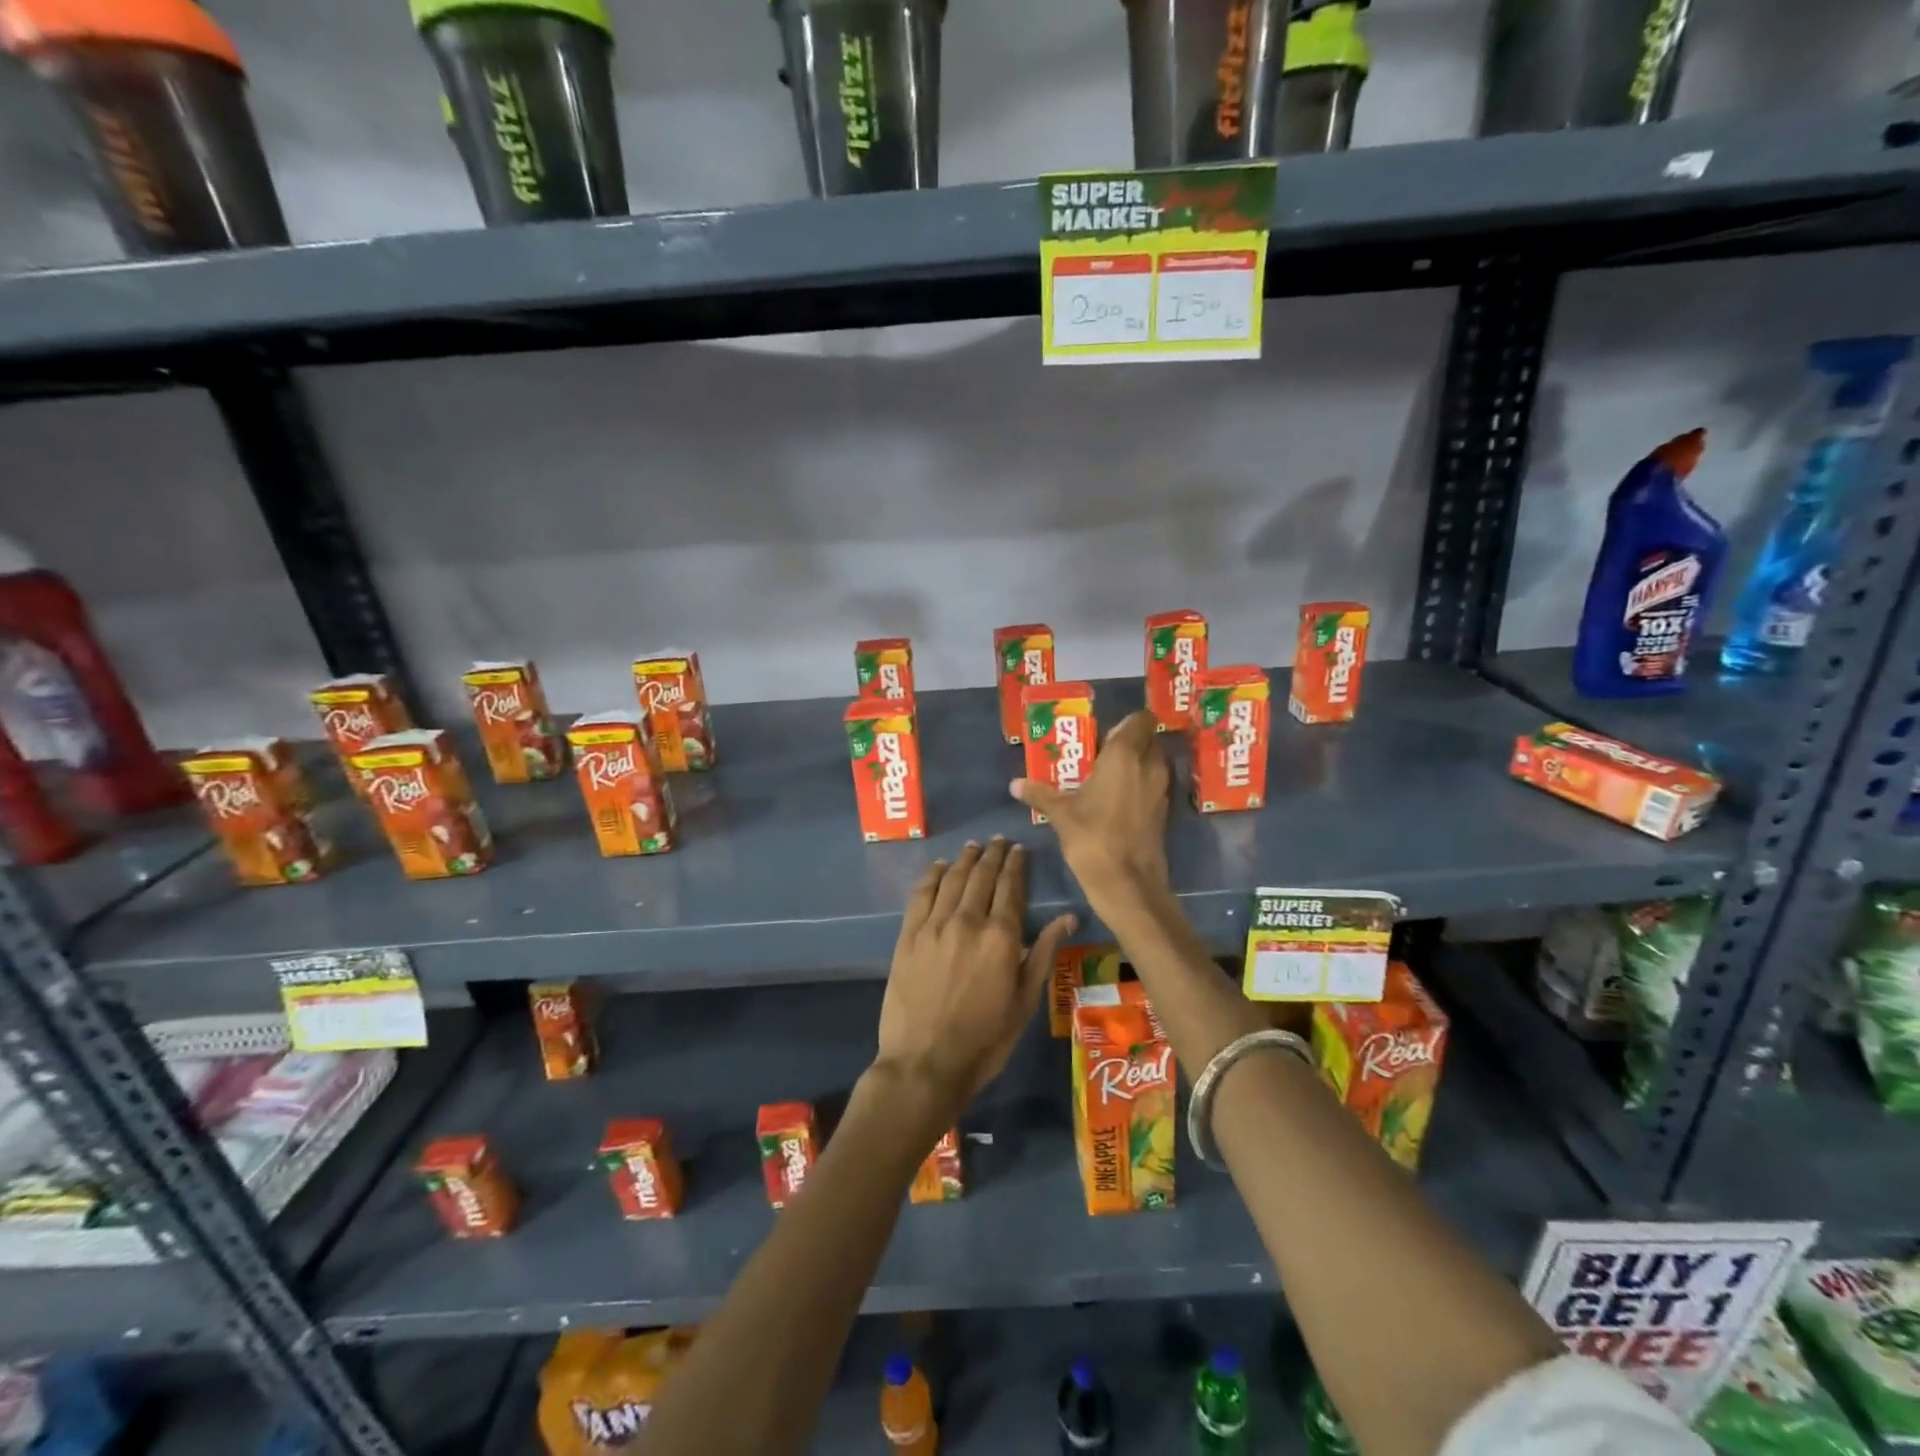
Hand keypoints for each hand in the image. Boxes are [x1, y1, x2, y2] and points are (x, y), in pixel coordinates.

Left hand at [874, 839, 1074, 1118]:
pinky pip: (921, 894)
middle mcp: (968, 921)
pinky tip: (939, 866)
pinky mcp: (908, 936)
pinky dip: (932, 875)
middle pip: (982, 877)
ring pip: (952, 879)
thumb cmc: (985, 1040)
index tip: (1019, 849)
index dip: (1015, 865)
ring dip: (965, 859)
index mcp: (1001, 937)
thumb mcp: (1025, 1002)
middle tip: (999, 842)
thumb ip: (1042, 954)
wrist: (925, 1063)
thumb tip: (1068, 917)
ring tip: (974, 847)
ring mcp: (934, 926)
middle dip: (992, 855)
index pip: (1011, 888)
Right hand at [1010, 710, 1170, 911]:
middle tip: (1097, 753)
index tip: (1103, 732)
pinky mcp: (1163, 811)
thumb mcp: (1061, 814)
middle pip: (1146, 739)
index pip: (1140, 719)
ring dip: (1134, 763)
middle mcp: (1149, 765)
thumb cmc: (1094, 838)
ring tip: (1103, 775)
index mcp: (1125, 754)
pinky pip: (1152, 785)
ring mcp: (1160, 789)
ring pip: (1151, 762)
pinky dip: (1139, 785)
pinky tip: (1114, 799)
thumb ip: (1040, 793)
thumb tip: (1015, 784)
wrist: (1128, 884)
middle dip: (1126, 741)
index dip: (1126, 722)